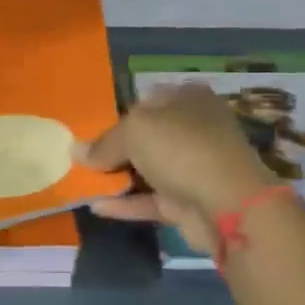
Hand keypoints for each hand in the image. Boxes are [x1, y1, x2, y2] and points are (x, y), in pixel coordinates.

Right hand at [77, 84, 277, 258]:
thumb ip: (103, 143)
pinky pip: (151, 199)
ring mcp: (194, 167)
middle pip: (146, 136)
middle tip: (82, 158)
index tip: (90, 132)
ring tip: (82, 182)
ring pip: (148, 169)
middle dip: (115, 148)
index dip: (117, 114)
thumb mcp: (134, 132)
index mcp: (188, 99)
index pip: (146, 101)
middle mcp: (194, 129)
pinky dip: (126, 203)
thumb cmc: (181, 148)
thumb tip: (75, 151)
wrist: (228, 204)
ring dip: (118, 177)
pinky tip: (96, 206)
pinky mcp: (190, 201)